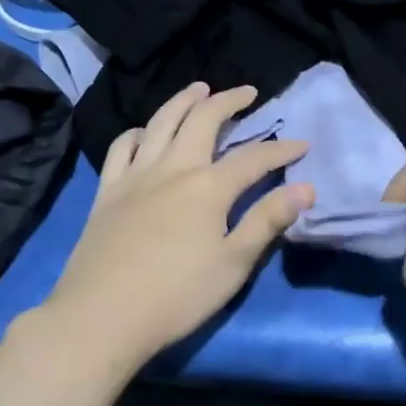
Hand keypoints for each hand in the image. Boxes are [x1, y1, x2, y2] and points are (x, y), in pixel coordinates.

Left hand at [42, 83, 312, 373]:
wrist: (100, 317)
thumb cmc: (175, 296)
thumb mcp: (232, 264)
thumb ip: (267, 221)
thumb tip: (306, 188)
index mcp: (208, 187)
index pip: (254, 158)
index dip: (281, 150)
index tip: (302, 145)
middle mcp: (173, 168)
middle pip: (204, 119)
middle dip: (229, 100)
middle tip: (247, 92)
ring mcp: (136, 175)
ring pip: (162, 121)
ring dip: (184, 100)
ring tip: (199, 89)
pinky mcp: (108, 190)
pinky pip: (122, 147)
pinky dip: (138, 132)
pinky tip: (145, 132)